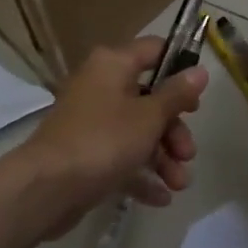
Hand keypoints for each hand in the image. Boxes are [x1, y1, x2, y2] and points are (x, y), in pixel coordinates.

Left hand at [24, 37, 207, 232]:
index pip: (154, 50)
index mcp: (113, 65)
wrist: (47, 188)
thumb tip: (200, 71)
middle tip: (188, 154)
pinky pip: (120, 157)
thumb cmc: (103, 140)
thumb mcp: (148, 117)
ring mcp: (91, 121)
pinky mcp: (86, 153)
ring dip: (162, 157)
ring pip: (137, 131)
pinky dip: (140, 174)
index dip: (180, 68)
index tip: (199, 95)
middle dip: (174, 129)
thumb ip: (176, 95)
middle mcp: (100, 86)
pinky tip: (160, 198)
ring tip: (178, 185)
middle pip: (149, 98)